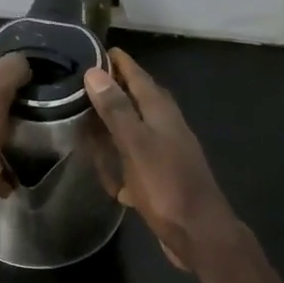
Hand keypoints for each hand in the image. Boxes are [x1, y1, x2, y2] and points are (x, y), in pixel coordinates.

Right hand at [83, 48, 237, 270]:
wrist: (198, 233)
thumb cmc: (166, 186)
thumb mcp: (136, 145)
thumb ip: (116, 110)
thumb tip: (95, 72)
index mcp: (162, 113)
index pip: (139, 77)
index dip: (119, 63)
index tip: (96, 48)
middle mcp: (167, 127)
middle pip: (139, 100)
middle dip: (116, 89)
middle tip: (85, 82)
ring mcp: (166, 153)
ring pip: (137, 129)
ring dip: (116, 123)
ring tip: (88, 118)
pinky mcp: (162, 178)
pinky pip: (136, 159)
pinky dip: (121, 157)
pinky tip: (106, 168)